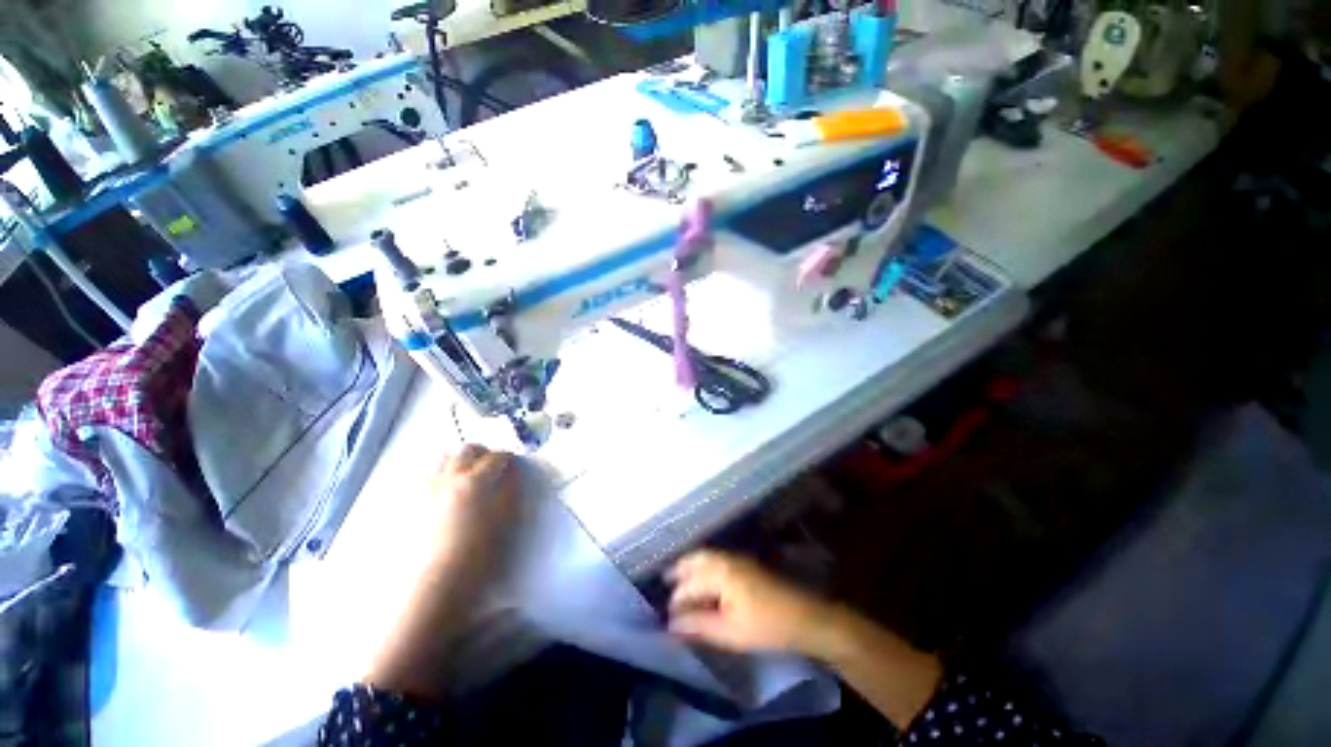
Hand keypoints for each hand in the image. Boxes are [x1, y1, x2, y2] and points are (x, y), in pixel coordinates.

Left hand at [363, 444, 519, 697]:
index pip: (497, 457)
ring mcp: (424, 490)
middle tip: (491, 468)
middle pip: (467, 450)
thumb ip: (510, 493)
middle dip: (483, 453)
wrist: (429, 591)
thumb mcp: (503, 523)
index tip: (514, 466)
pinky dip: (438, 477)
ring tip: (467, 480)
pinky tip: (443, 496)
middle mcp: (447, 479)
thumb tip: (512, 475)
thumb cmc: (476, 559)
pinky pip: (425, 478)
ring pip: (443, 459)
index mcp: (474, 482)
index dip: (508, 459)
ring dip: (459, 462)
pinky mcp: (408, 505)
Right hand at [666, 549, 834, 654]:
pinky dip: (704, 565)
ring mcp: (738, 557)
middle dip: (679, 570)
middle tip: (664, 581)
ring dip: (691, 565)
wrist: (805, 616)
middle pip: (695, 559)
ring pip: (706, 556)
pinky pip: (716, 558)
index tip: (665, 617)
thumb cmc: (766, 626)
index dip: (676, 601)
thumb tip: (671, 624)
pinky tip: (703, 578)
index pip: (689, 584)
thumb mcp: (730, 632)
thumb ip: (699, 625)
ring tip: (679, 578)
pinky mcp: (746, 562)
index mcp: (720, 571)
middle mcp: (726, 558)